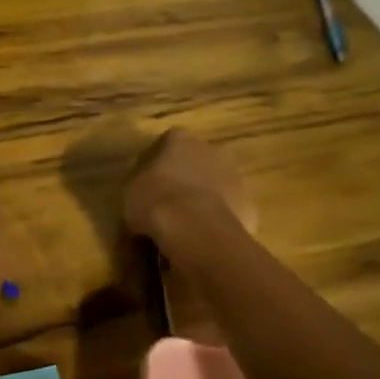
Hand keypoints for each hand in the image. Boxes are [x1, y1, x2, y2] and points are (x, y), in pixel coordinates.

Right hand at [123, 129, 254, 242]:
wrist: (196, 230)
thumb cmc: (155, 201)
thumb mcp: (131, 191)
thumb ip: (140, 184)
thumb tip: (144, 191)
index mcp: (179, 140)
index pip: (167, 143)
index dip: (156, 163)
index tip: (147, 183)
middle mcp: (211, 149)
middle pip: (197, 161)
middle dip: (185, 178)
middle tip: (168, 203)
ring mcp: (235, 176)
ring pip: (215, 185)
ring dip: (203, 199)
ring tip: (185, 226)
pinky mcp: (249, 204)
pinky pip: (228, 210)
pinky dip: (217, 221)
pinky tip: (203, 238)